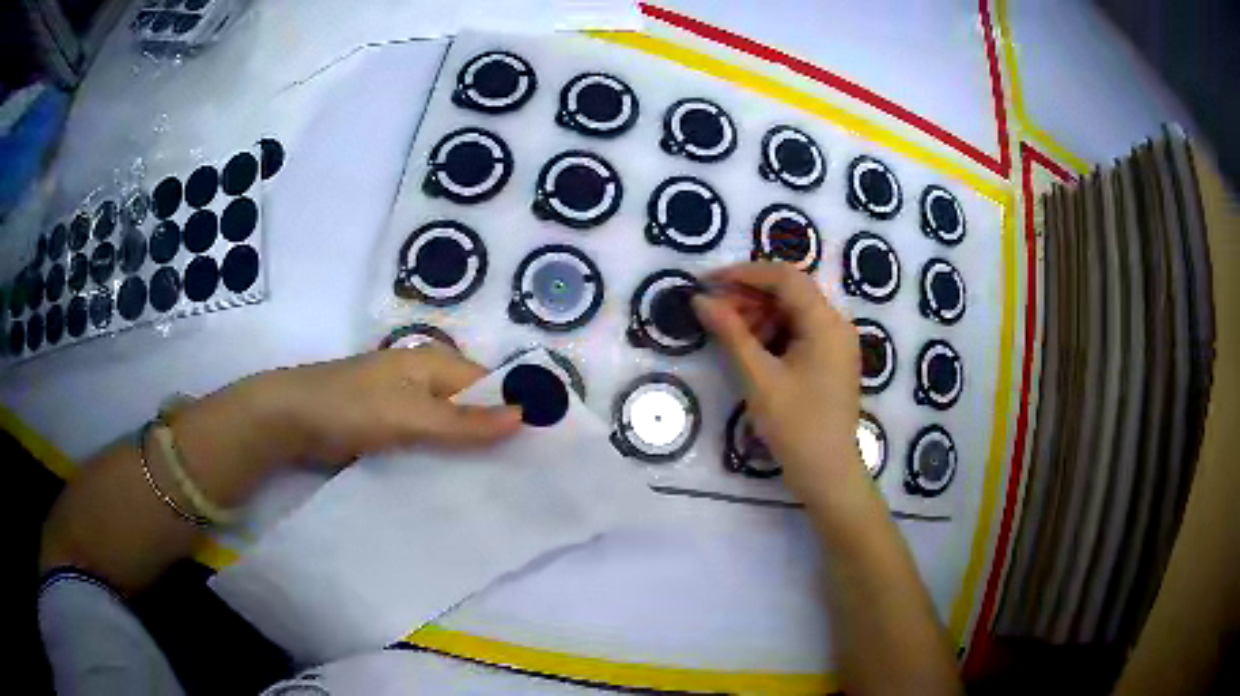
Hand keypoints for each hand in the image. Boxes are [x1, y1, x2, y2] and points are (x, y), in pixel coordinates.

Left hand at [249, 344, 521, 465]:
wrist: (290, 419)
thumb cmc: (352, 408)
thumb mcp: (413, 416)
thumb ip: (466, 422)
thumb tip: (525, 415)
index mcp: (434, 363)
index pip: (490, 386)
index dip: (513, 412)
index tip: (541, 450)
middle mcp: (423, 380)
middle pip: (470, 408)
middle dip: (492, 438)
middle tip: (523, 477)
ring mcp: (403, 405)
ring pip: (447, 430)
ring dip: (466, 453)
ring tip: (497, 487)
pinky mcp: (387, 428)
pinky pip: (425, 444)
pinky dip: (439, 460)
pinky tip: (454, 485)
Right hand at [692, 263, 865, 502]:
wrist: (827, 473)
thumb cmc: (795, 426)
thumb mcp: (759, 377)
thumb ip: (731, 333)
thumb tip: (700, 300)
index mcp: (826, 323)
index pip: (785, 278)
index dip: (744, 273)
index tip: (708, 282)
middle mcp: (836, 325)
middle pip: (790, 292)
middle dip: (749, 296)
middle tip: (713, 311)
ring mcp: (836, 343)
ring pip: (793, 311)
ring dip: (759, 314)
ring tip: (729, 333)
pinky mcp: (830, 360)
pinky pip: (800, 332)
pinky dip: (773, 333)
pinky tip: (751, 348)